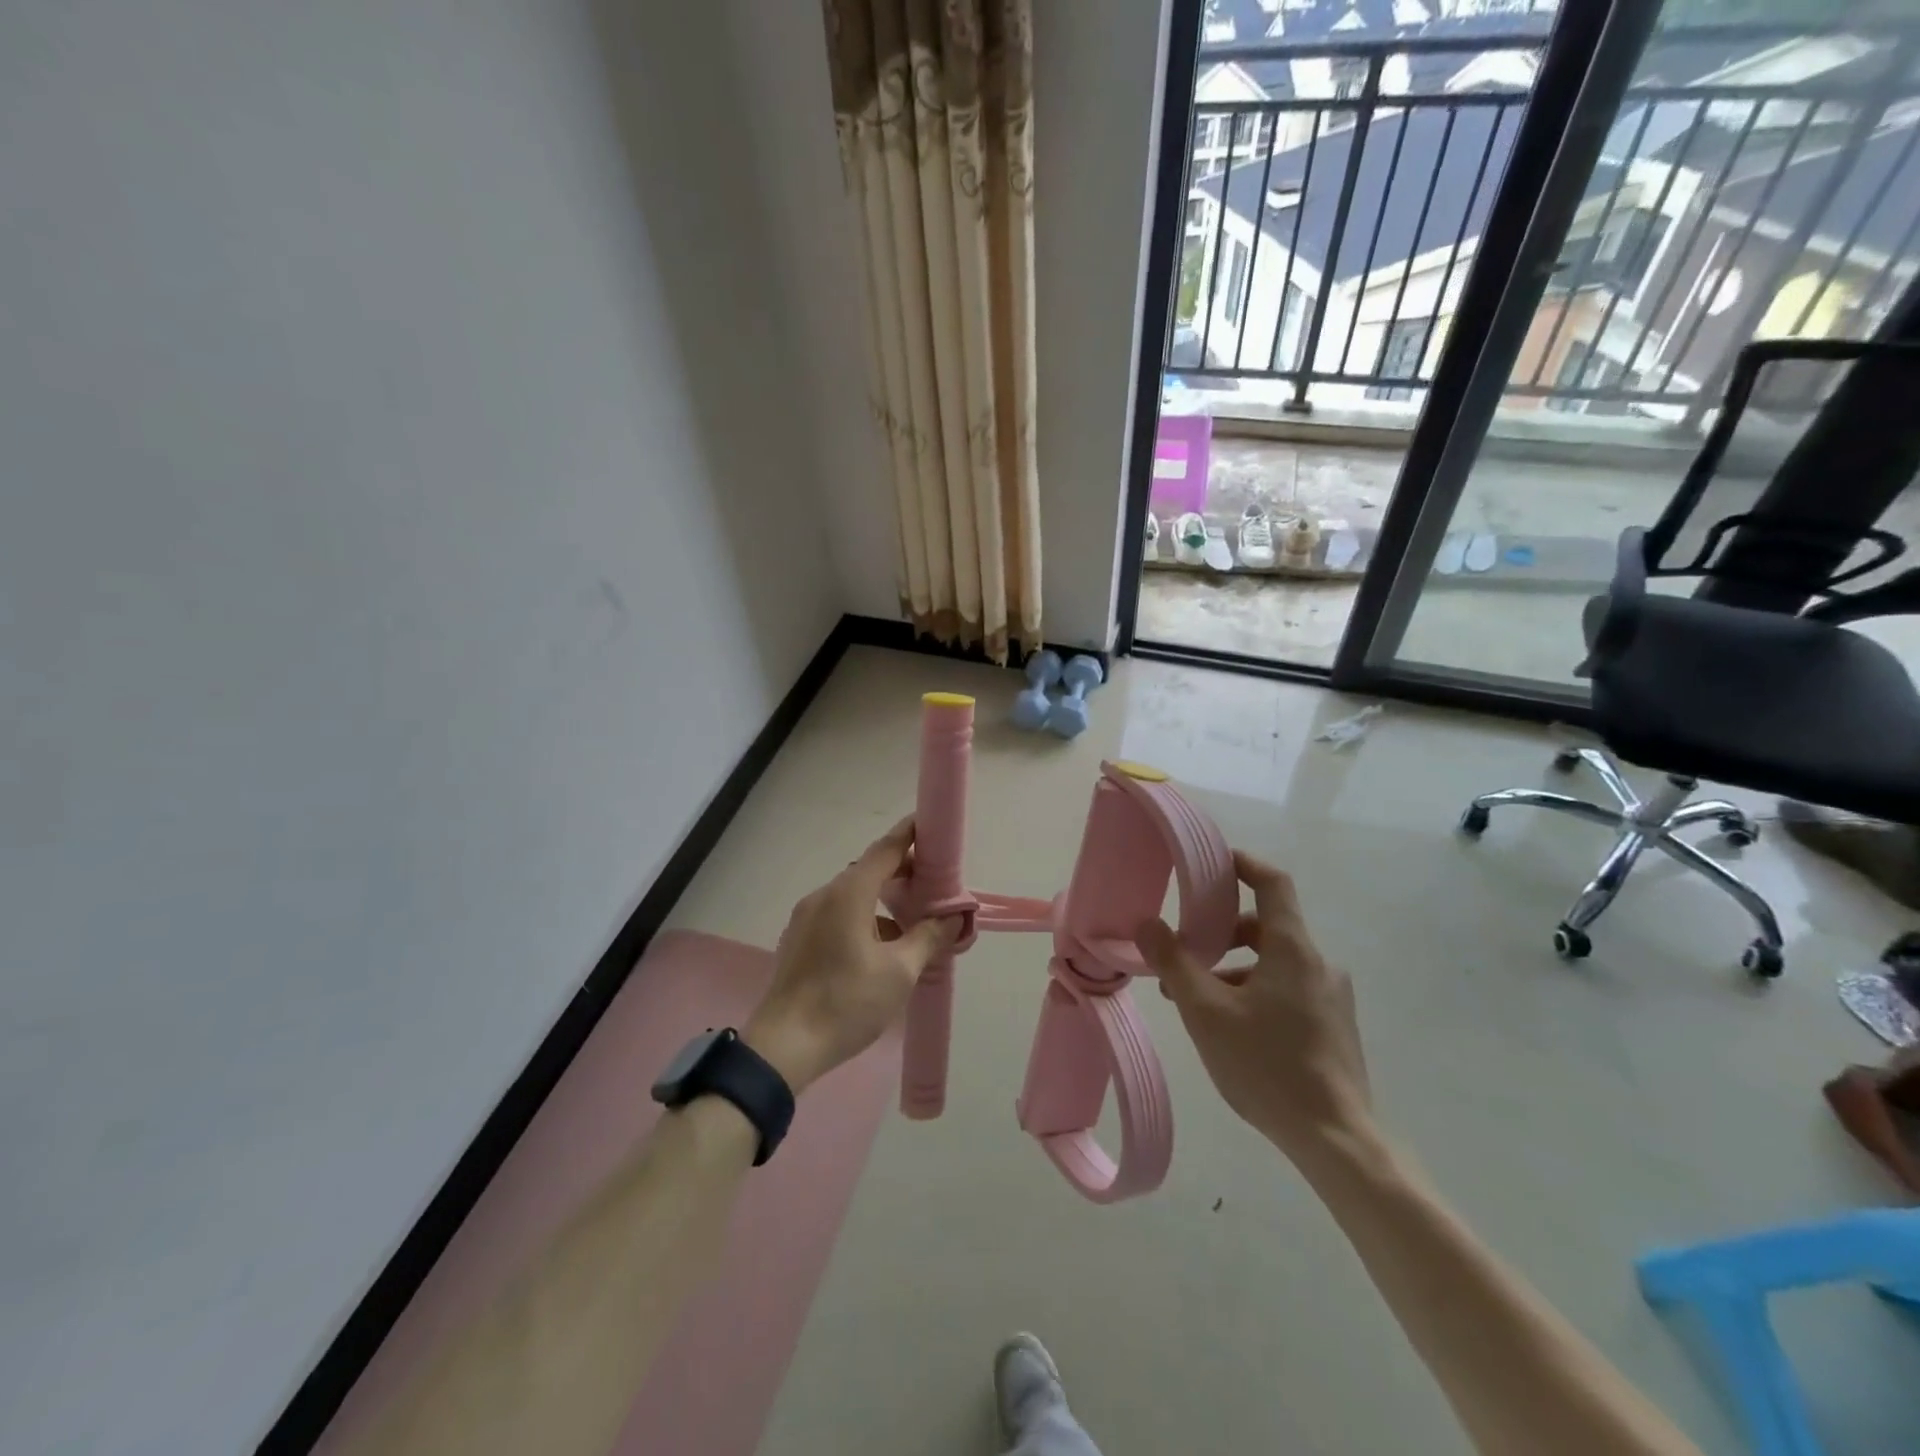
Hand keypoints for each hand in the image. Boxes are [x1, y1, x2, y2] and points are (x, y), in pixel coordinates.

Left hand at [744, 817, 960, 1094]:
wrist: (784, 1047)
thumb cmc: (846, 1003)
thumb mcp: (900, 972)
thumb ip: (929, 937)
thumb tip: (955, 916)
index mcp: (848, 894)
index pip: (885, 850)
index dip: (910, 834)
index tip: (931, 825)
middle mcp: (824, 896)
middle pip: (869, 870)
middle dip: (902, 872)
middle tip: (934, 884)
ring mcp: (807, 917)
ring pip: (853, 895)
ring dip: (883, 900)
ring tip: (913, 923)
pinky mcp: (799, 939)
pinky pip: (838, 913)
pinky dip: (864, 917)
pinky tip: (881, 948)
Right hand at [1134, 850, 1370, 1164]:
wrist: (1336, 1141)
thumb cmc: (1267, 1065)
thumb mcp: (1206, 1012)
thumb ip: (1175, 963)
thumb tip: (1148, 924)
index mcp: (1293, 949)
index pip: (1273, 883)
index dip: (1243, 864)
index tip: (1213, 862)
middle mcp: (1318, 964)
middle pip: (1266, 927)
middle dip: (1220, 933)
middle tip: (1185, 953)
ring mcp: (1331, 998)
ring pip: (1273, 964)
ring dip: (1233, 969)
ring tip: (1195, 1001)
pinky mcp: (1333, 1027)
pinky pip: (1287, 990)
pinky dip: (1254, 992)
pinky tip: (1229, 1028)